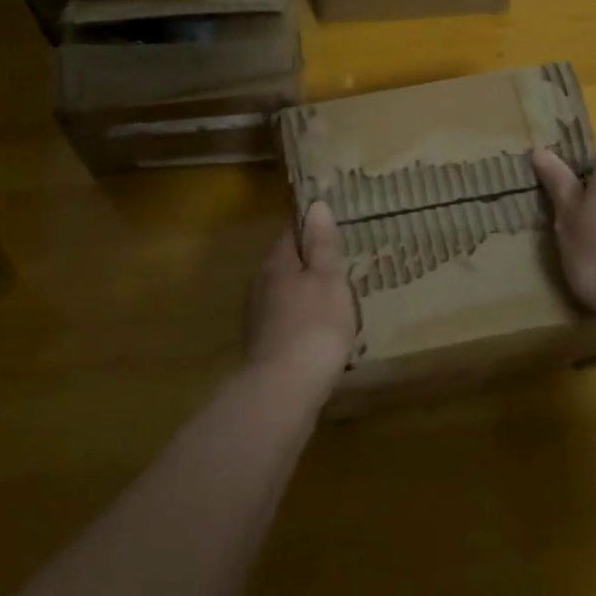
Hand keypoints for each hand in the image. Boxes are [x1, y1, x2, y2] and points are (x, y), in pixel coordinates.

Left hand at [245, 201, 357, 387]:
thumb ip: (322, 244)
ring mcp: (258, 317)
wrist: (283, 390)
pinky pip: (284, 320)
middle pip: (285, 262)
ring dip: (304, 292)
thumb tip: (315, 206)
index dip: (309, 226)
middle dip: (307, 262)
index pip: (290, 231)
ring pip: (283, 292)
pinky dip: (300, 319)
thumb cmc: (314, 325)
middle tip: (337, 263)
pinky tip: (316, 332)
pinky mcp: (262, 346)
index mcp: (277, 262)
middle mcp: (260, 283)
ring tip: (332, 298)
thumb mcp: (327, 278)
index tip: (330, 225)